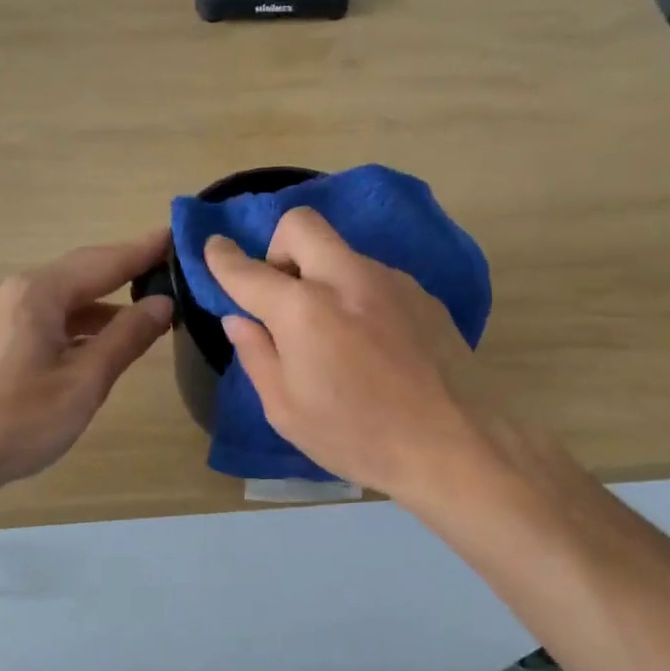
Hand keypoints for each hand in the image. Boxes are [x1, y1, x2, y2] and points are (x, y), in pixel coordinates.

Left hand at [0, 230, 174, 488]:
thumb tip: (163, 303)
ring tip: (146, 307)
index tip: (176, 234)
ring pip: (62, 297)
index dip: (142, 250)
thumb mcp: (84, 382)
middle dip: (125, 270)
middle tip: (168, 266)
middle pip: (81, 273)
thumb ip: (126, 338)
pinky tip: (100, 338)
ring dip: (103, 302)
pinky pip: (45, 316)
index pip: (103, 262)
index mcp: (38, 294)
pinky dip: (78, 321)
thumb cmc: (20, 421)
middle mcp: (15, 291)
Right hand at [205, 208, 488, 499]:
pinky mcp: (423, 295)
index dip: (222, 258)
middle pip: (302, 225)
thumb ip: (257, 355)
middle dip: (278, 247)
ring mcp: (391, 281)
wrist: (455, 445)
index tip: (214, 250)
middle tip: (282, 294)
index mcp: (305, 311)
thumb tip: (241, 319)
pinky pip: (374, 277)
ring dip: (322, 276)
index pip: (248, 270)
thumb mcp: (288, 411)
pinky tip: (372, 343)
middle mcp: (347, 279)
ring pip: (342, 253)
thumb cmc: (358, 437)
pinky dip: (357, 294)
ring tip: (332, 332)